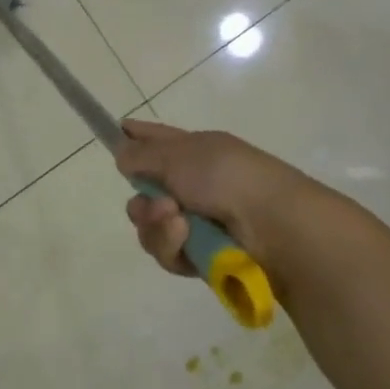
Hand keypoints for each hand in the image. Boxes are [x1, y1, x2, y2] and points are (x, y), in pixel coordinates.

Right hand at [117, 119, 324, 283]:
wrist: (274, 227)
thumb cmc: (226, 176)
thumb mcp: (178, 155)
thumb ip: (142, 155)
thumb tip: (121, 153)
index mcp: (195, 151)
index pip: (157, 139)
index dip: (136, 136)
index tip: (116, 133)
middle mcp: (194, 184)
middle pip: (146, 192)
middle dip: (143, 201)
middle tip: (157, 204)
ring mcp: (198, 221)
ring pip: (152, 226)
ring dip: (157, 225)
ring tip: (177, 222)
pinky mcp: (202, 256)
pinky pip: (169, 252)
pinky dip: (172, 246)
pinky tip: (185, 240)